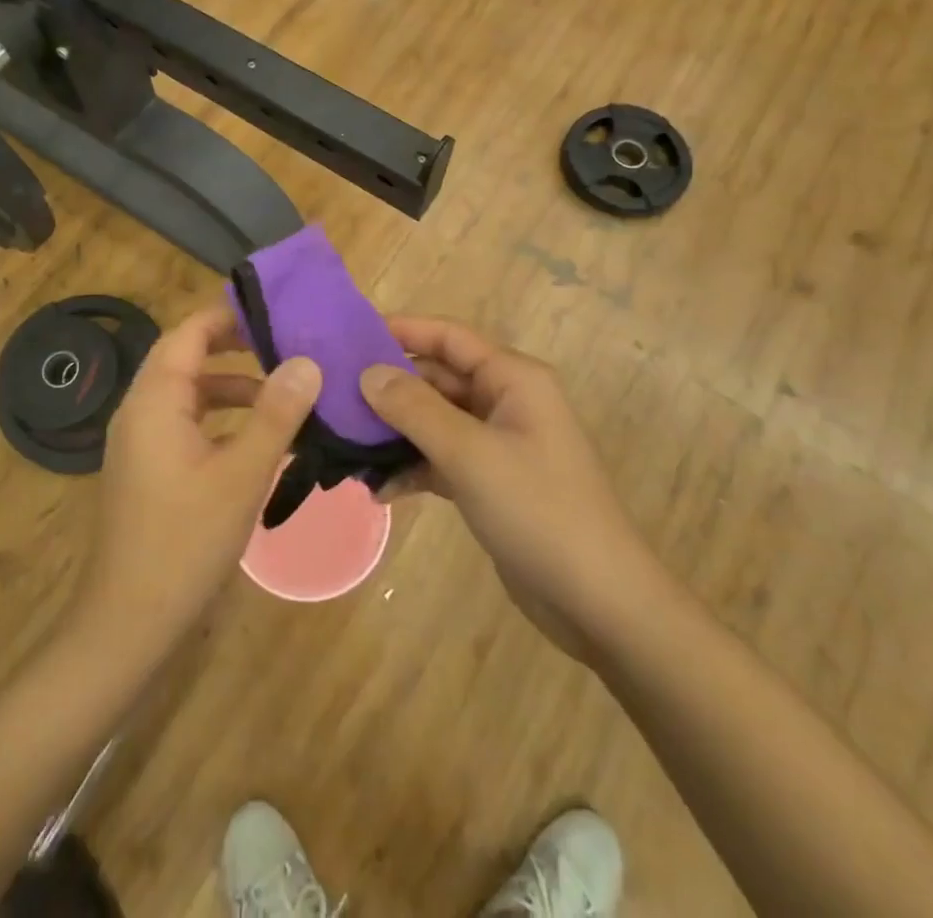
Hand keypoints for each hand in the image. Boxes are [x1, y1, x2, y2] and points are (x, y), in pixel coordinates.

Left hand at [68, 300, 320, 662]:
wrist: (128, 623)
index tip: (274, 309)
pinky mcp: (147, 470)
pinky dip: (219, 419)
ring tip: (282, 390)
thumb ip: (275, 415)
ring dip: (230, 387)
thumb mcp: (241, 475)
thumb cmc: (184, 541)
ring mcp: (140, 442)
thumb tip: (307, 361)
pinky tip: (256, 439)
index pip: (188, 333)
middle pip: (186, 358)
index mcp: (154, 400)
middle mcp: (140, 411)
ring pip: (188, 394)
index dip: (227, 315)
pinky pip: (185, 424)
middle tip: (285, 342)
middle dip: (233, 347)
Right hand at [359, 317, 657, 656]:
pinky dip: (412, 468)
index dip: (401, 331)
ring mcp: (497, 443)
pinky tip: (379, 491)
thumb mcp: (470, 454)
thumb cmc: (537, 510)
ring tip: (346, 446)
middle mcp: (505, 401)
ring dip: (395, 432)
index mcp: (512, 378)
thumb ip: (415, 409)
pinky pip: (441, 459)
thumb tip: (367, 373)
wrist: (598, 601)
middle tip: (334, 397)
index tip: (350, 337)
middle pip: (436, 378)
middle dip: (389, 388)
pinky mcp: (489, 481)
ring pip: (434, 420)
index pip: (448, 337)